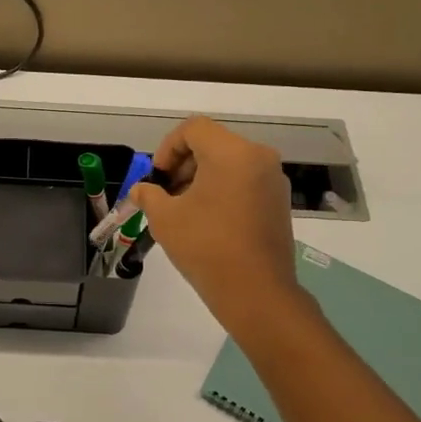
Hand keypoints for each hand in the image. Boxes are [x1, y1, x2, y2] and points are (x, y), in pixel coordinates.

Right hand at [130, 116, 304, 336]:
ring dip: (202, 178)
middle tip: (166, 195)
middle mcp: (259, 157)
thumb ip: (149, 195)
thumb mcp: (165, 218)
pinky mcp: (280, 202)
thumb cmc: (206, 247)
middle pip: (213, 143)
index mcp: (232, 152)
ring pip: (230, 163)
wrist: (256, 292)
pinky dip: (223, 190)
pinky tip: (208, 221)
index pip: (194, 129)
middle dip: (184, 164)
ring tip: (184, 210)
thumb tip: (140, 190)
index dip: (168, 148)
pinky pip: (246, 181)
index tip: (158, 178)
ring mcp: (274, 180)